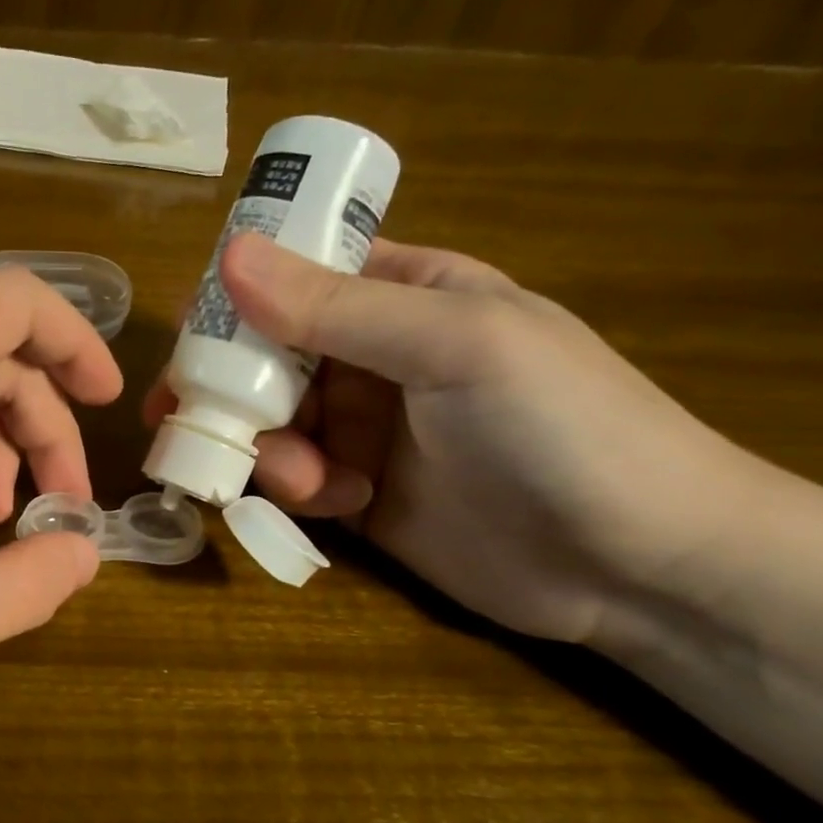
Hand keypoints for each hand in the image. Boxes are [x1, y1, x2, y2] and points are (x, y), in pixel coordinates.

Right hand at [146, 234, 753, 643]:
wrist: (637, 566)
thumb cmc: (562, 427)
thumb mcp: (455, 346)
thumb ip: (339, 308)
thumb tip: (230, 256)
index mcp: (403, 296)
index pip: (296, 277)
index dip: (236, 300)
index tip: (190, 339)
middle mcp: (373, 358)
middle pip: (265, 357)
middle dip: (231, 388)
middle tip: (185, 417)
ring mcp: (363, 429)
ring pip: (270, 423)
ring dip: (266, 448)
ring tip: (302, 480)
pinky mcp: (357, 494)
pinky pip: (293, 480)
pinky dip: (294, 490)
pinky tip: (337, 503)